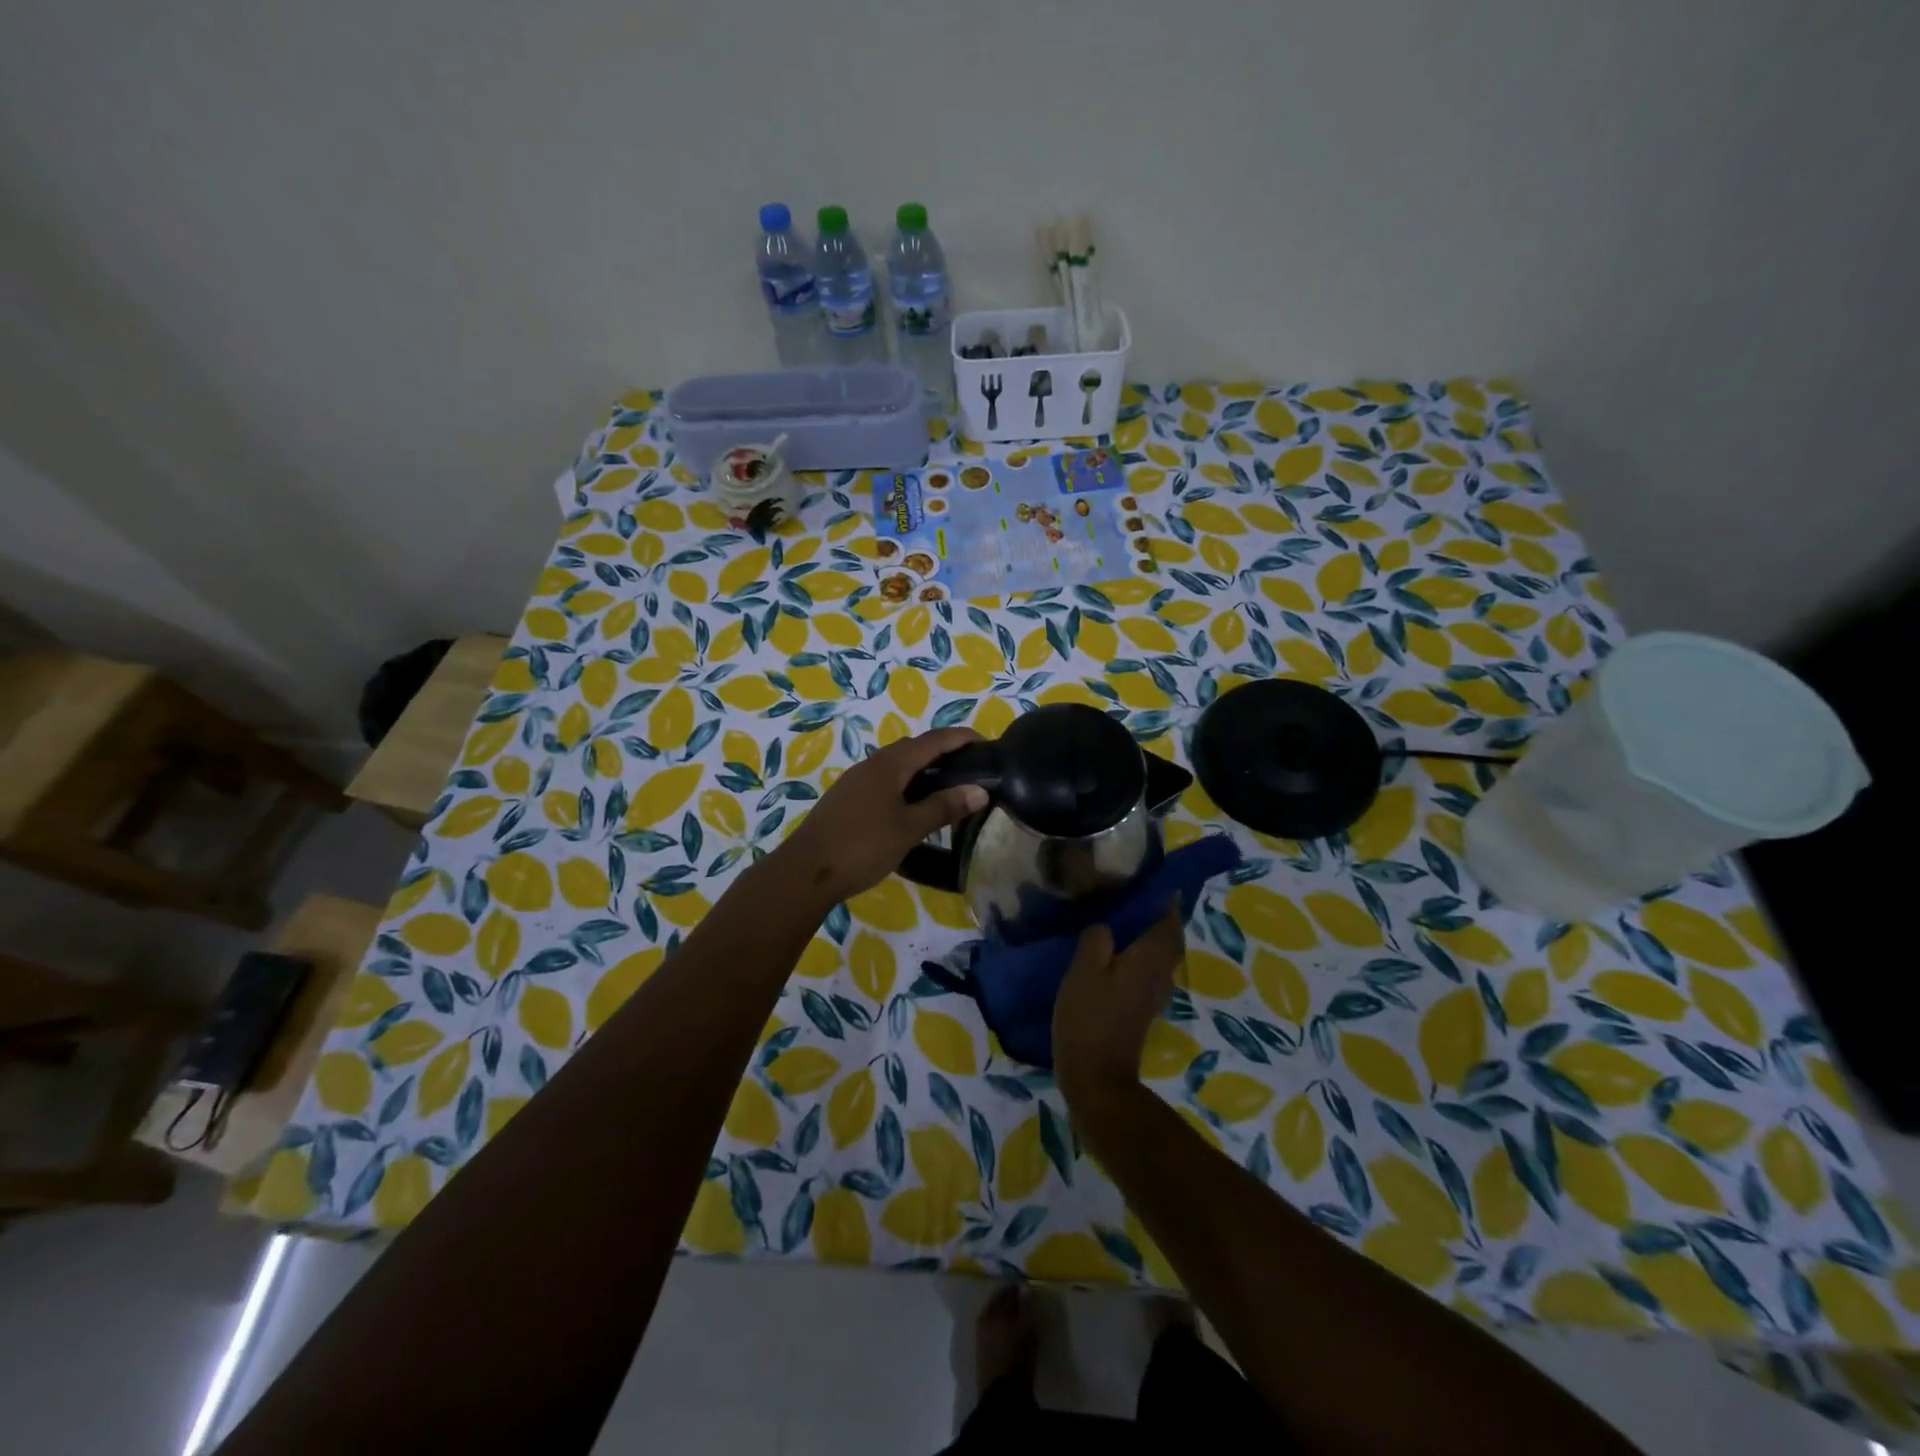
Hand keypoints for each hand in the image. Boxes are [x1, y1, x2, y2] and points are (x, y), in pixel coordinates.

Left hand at [778, 728, 988, 904]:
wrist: (806, 872)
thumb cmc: (862, 846)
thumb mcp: (909, 829)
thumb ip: (943, 807)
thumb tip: (980, 790)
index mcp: (889, 765)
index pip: (933, 741)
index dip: (960, 738)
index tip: (985, 742)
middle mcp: (872, 765)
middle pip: (913, 749)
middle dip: (942, 752)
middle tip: (970, 767)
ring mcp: (856, 782)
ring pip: (897, 766)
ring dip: (923, 770)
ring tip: (948, 787)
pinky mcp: (848, 800)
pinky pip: (885, 782)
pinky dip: (907, 785)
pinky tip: (914, 807)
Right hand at [1052, 901, 1186, 1110]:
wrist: (1097, 1078)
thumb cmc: (1090, 1018)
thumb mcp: (1084, 970)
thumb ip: (1097, 939)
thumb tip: (1107, 926)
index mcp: (1150, 958)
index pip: (1169, 920)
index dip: (1166, 900)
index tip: (1154, 881)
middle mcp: (1160, 974)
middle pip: (1168, 939)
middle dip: (1158, 918)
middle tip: (1132, 899)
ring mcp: (1153, 996)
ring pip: (1159, 957)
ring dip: (1148, 938)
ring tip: (1120, 922)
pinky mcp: (1140, 1011)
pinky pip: (1147, 973)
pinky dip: (1138, 957)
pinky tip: (1113, 956)